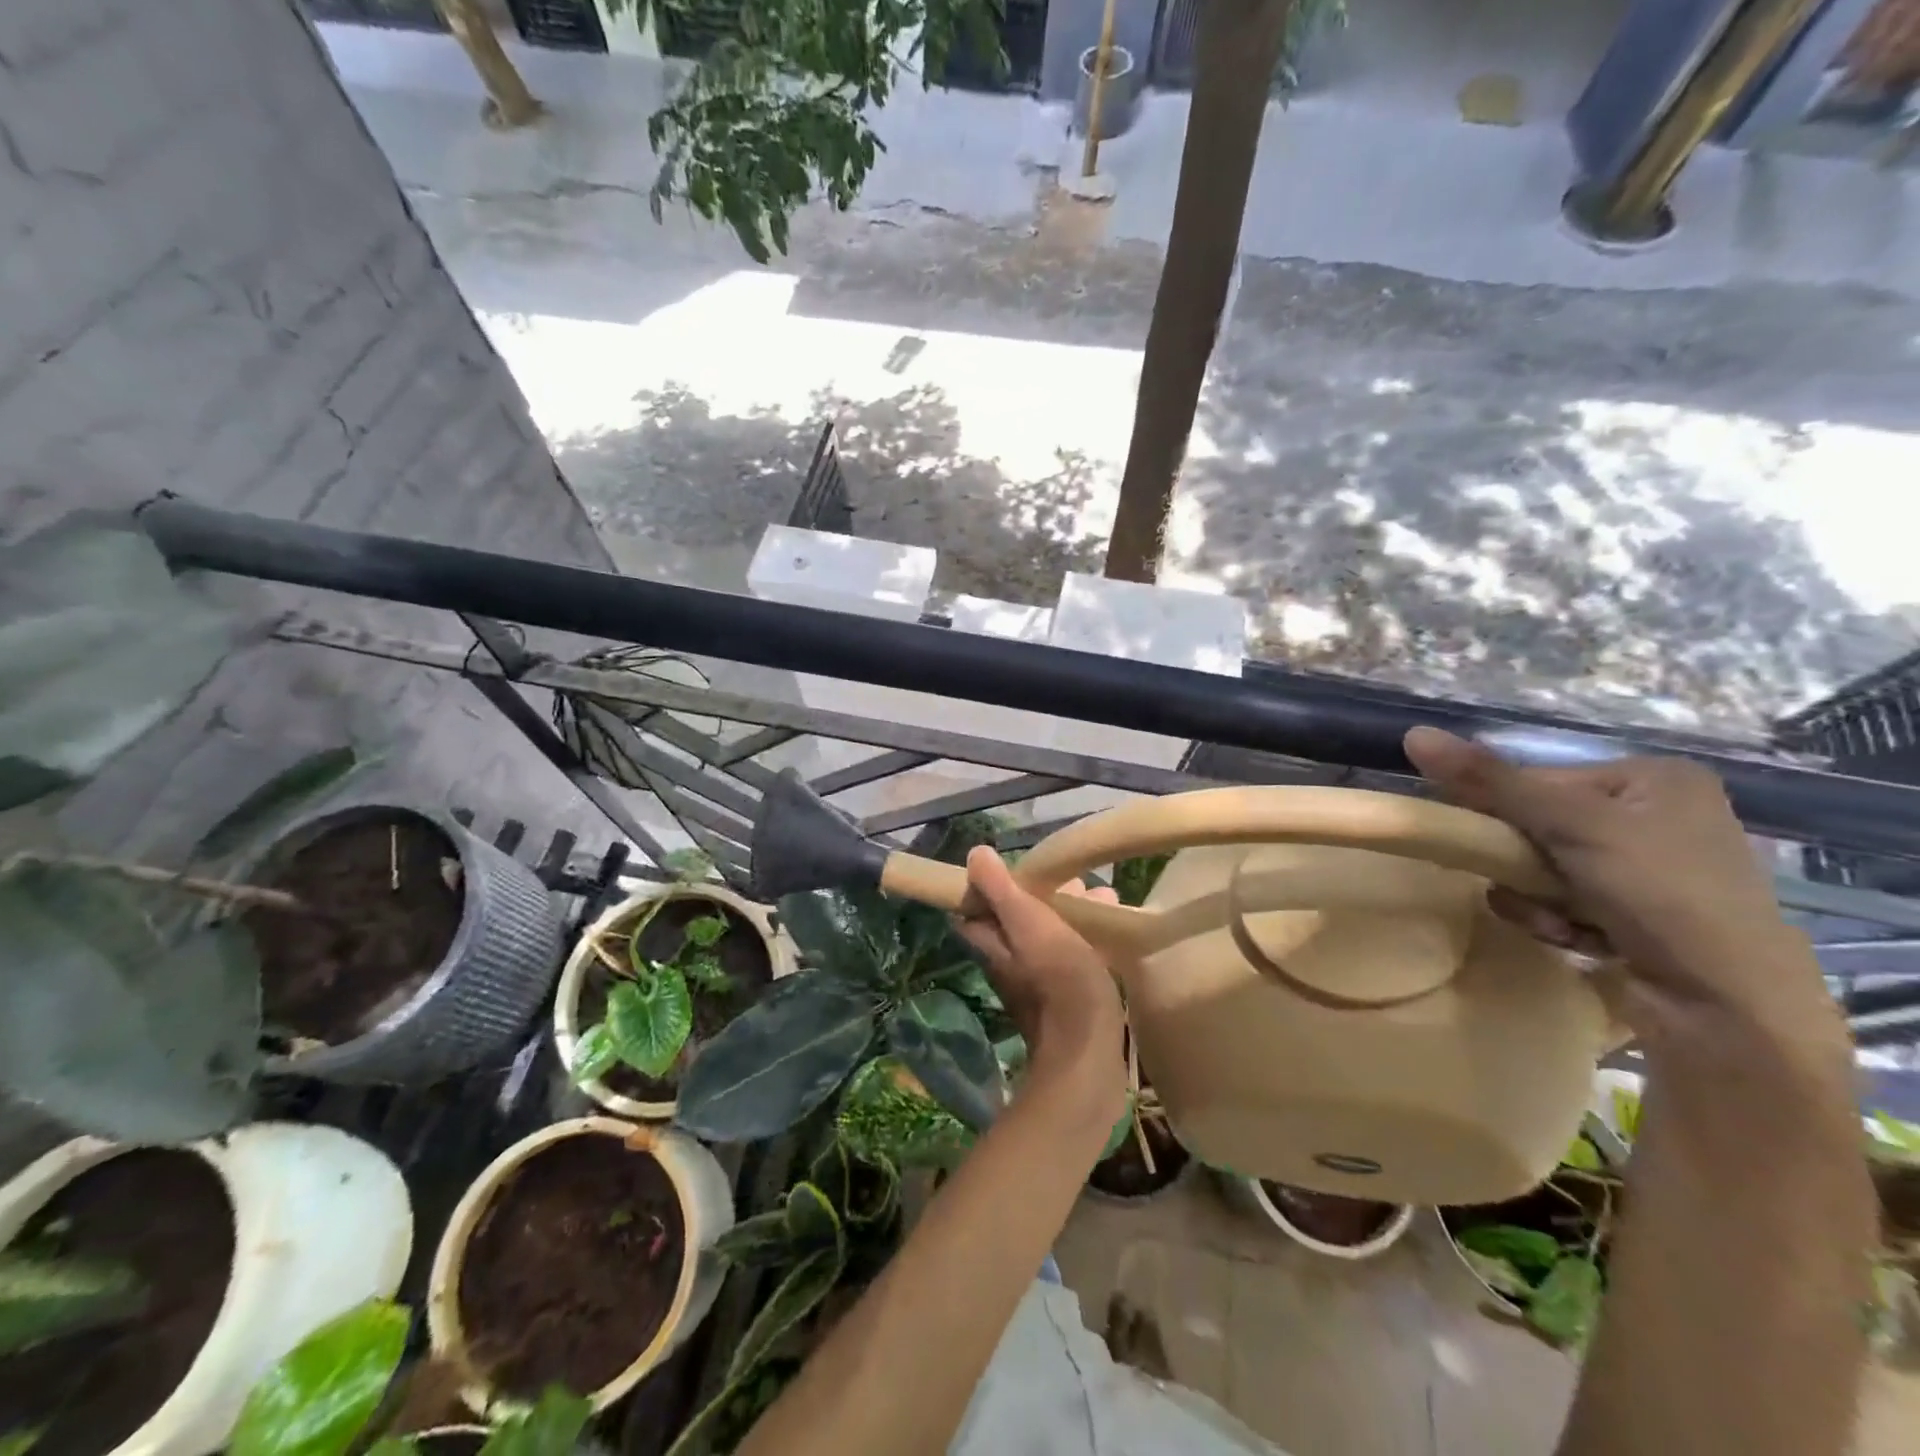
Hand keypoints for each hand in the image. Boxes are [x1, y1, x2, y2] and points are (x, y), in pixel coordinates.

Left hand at [952, 846, 1125, 1113]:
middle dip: (1042, 895)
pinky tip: (1111, 931)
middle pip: (1017, 920)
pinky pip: (1071, 958)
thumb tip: (975, 854)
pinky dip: (1086, 938)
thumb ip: (1001, 890)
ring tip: (1102, 896)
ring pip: (1047, 937)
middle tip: (1074, 878)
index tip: (1018, 865)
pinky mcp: (1066, 999)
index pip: (976, 908)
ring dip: (1069, 914)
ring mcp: (1037, 984)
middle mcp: (1008, 963)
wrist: (1088, 1053)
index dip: (990, 884)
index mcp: (992, 944)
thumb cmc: (1058, 979)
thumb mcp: (1029, 924)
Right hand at [1402, 727, 1834, 1048]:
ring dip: (1536, 897)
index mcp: (1656, 779)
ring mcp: (1652, 871)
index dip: (1505, 809)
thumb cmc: (1660, 894)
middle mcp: (1658, 818)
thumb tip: (1414, 734)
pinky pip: (1566, 903)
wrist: (1730, 1009)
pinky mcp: (1641, 917)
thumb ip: (1490, 781)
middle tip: (1525, 883)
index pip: (1541, 778)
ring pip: (1546, 869)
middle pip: (1541, 825)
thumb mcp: (1571, 824)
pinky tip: (1578, 940)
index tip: (1489, 839)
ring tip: (1561, 922)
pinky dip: (1559, 921)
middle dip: (1525, 863)